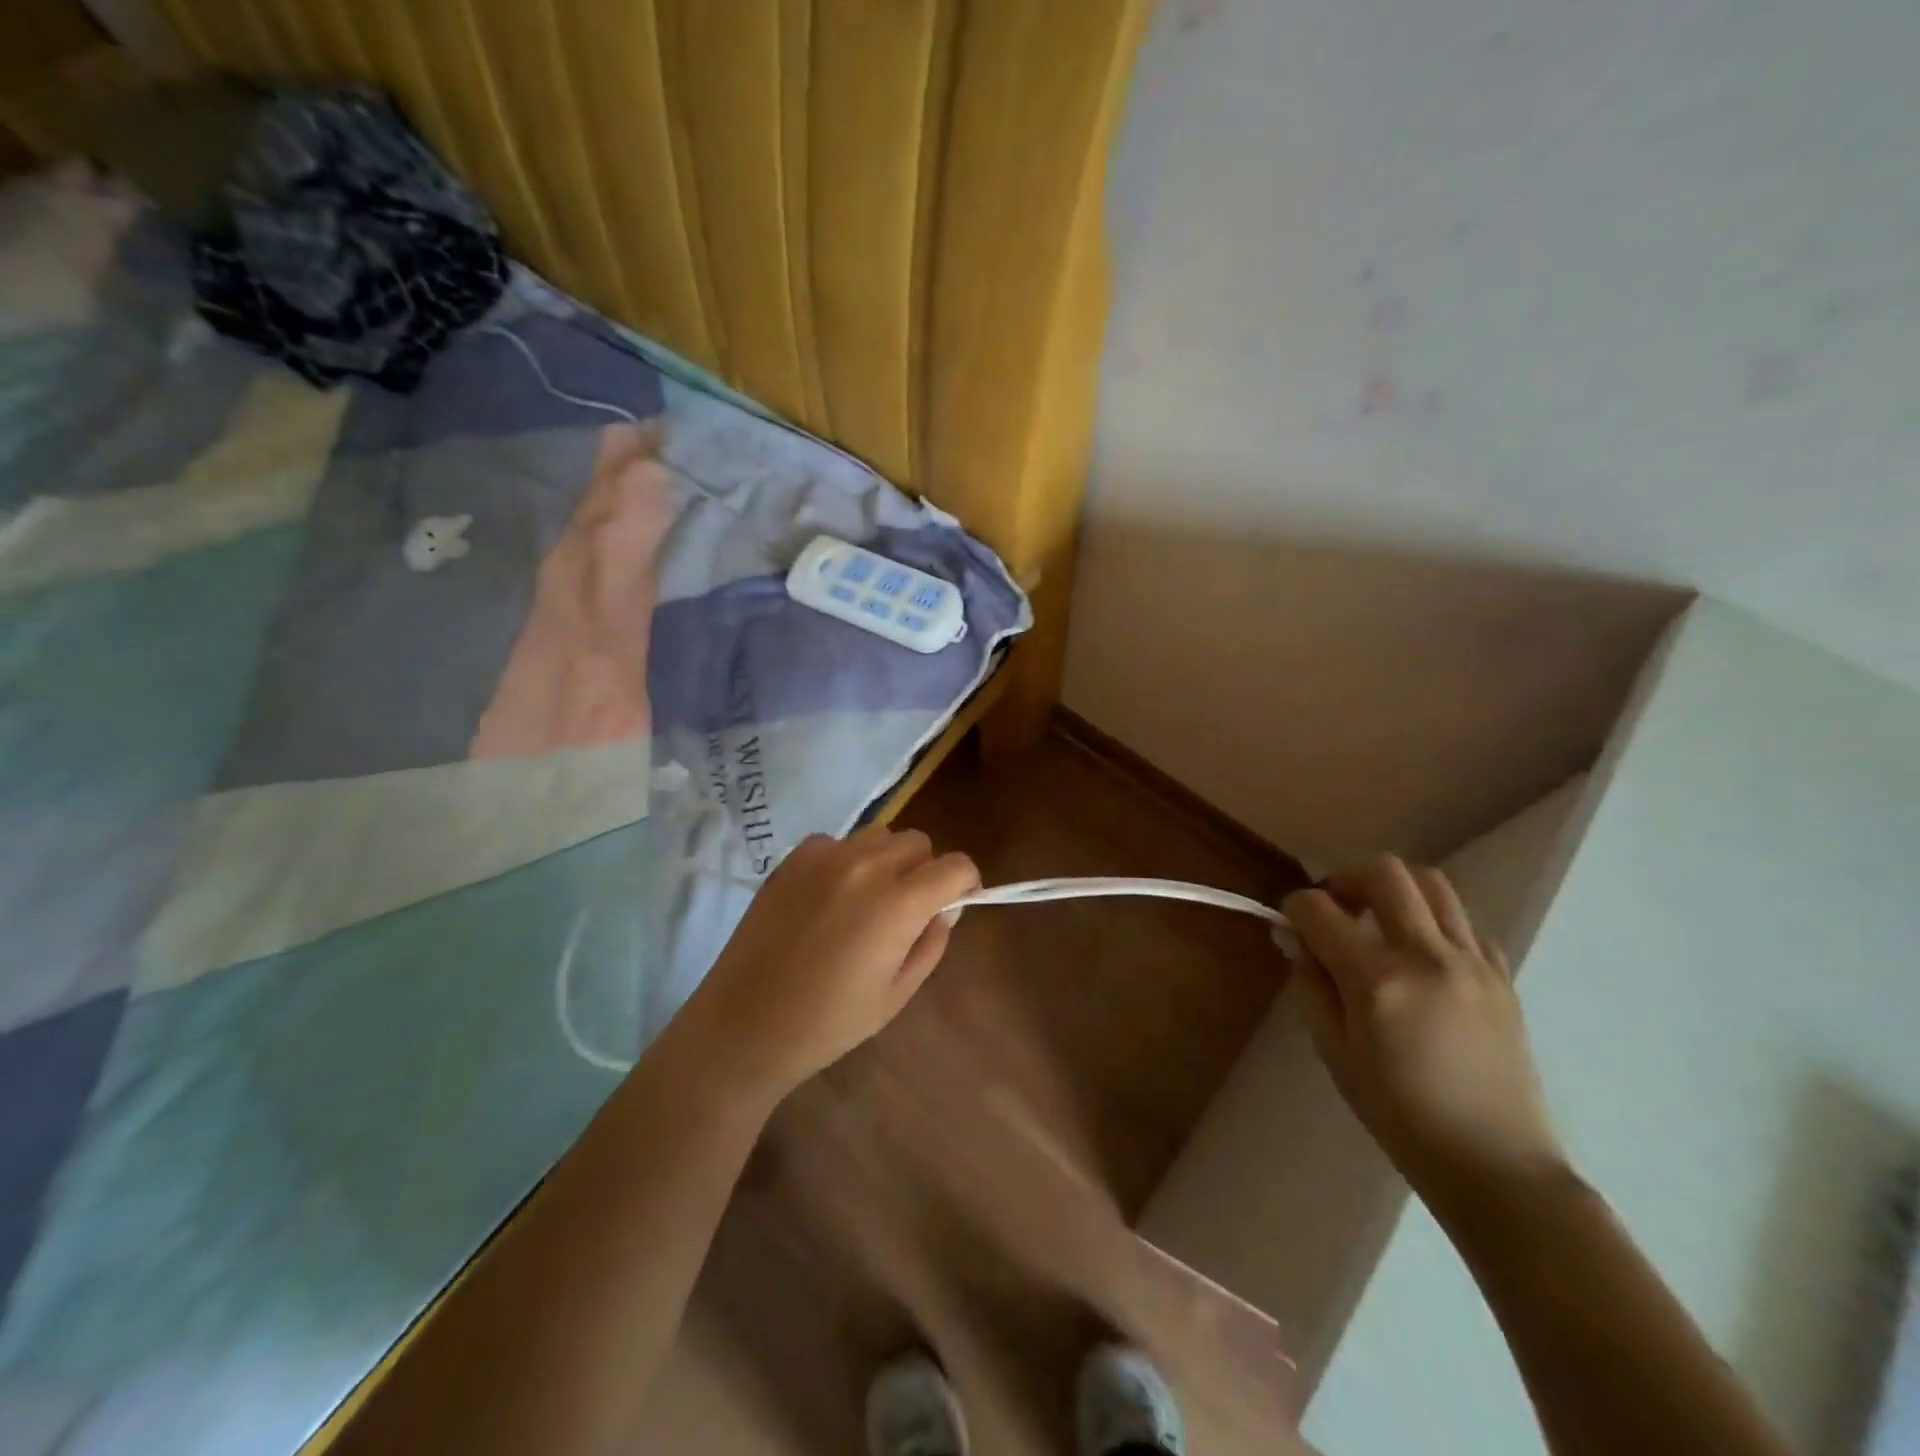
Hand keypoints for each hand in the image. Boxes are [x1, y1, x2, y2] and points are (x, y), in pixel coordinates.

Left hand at [667, 826, 979, 1106]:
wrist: (745, 1024)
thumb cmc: (829, 1022)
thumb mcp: (897, 993)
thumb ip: (932, 942)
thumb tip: (946, 907)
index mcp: (898, 903)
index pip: (956, 865)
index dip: (965, 884)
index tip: (955, 904)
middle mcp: (865, 865)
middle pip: (919, 843)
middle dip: (925, 871)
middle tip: (907, 910)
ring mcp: (825, 856)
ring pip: (880, 836)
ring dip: (888, 861)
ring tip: (866, 902)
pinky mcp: (794, 858)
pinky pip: (839, 843)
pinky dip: (847, 861)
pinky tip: (828, 899)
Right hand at [1282, 856, 1567, 1216]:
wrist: (1494, 1163)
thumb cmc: (1398, 1114)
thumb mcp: (1333, 1050)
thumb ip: (1310, 983)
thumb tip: (1296, 937)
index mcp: (1377, 979)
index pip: (1320, 909)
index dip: (1295, 907)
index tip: (1290, 923)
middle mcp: (1427, 955)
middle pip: (1384, 872)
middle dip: (1347, 879)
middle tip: (1336, 908)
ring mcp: (1473, 962)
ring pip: (1432, 883)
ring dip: (1395, 891)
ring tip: (1380, 923)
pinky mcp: (1503, 976)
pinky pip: (1465, 924)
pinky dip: (1435, 923)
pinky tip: (1423, 956)